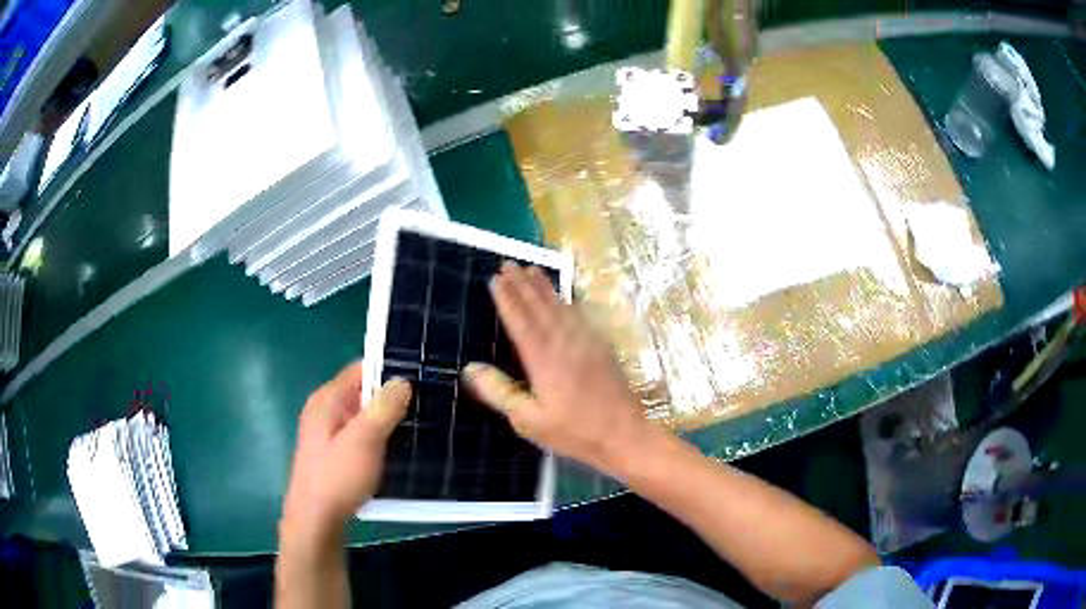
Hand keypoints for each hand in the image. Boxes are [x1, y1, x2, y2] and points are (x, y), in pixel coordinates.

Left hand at [281, 363, 411, 544]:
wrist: (316, 522)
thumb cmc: (336, 478)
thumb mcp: (363, 440)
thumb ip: (383, 408)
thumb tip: (402, 380)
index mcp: (327, 400)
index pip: (361, 369)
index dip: (390, 370)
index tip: (422, 376)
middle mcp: (326, 412)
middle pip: (364, 393)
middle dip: (394, 398)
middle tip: (429, 403)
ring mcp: (331, 435)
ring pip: (366, 418)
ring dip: (390, 421)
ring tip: (424, 424)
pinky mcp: (337, 456)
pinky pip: (364, 437)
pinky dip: (382, 439)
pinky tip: (403, 449)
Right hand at [463, 262, 651, 474]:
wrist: (624, 434)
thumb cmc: (574, 432)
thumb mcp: (529, 420)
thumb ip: (500, 392)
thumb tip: (471, 368)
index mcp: (544, 359)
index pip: (521, 320)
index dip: (507, 298)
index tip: (495, 278)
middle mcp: (565, 343)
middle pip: (540, 307)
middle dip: (523, 284)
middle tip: (509, 264)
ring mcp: (587, 342)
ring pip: (561, 307)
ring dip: (545, 287)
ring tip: (532, 270)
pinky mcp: (602, 347)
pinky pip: (581, 316)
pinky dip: (569, 302)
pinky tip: (566, 298)